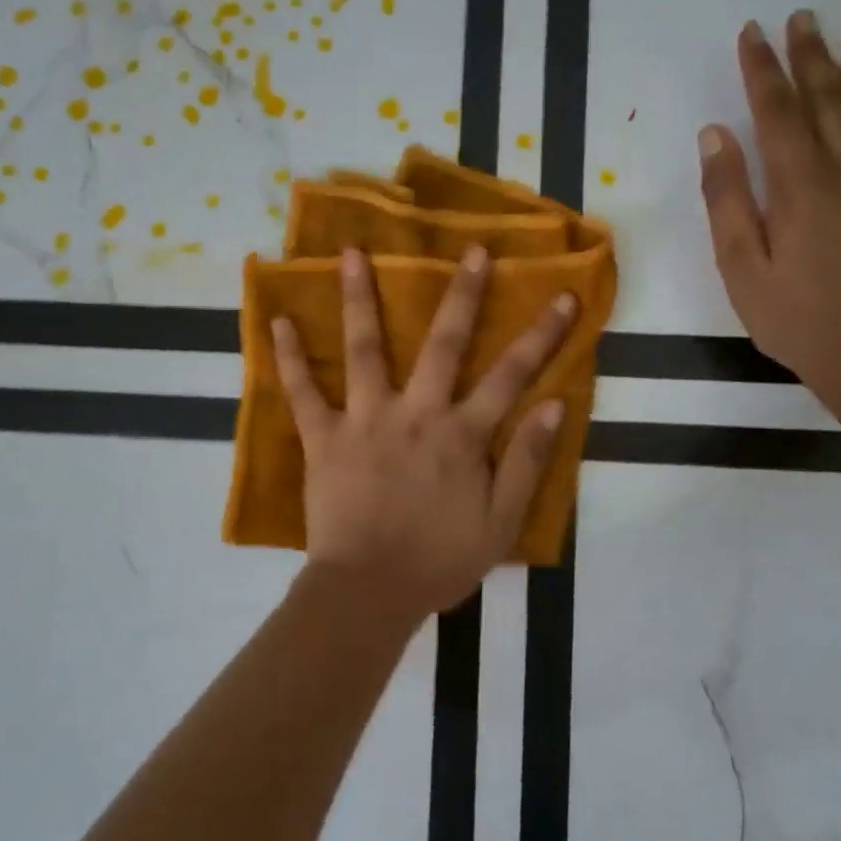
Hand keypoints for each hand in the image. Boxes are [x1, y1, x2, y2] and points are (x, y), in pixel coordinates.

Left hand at [272, 246, 574, 619]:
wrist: (370, 591)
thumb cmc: (439, 561)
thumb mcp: (501, 522)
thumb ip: (527, 462)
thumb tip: (555, 405)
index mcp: (462, 434)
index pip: (512, 375)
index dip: (542, 336)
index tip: (563, 297)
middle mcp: (416, 412)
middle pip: (443, 343)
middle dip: (462, 294)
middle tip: (470, 249)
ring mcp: (365, 420)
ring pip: (365, 349)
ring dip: (359, 298)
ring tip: (352, 252)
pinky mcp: (324, 438)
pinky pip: (303, 392)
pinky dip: (289, 357)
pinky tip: (277, 320)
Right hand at [697, 11, 840, 404]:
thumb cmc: (792, 316)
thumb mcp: (738, 264)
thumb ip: (726, 197)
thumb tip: (715, 135)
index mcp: (799, 186)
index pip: (777, 112)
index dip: (763, 70)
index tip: (753, 33)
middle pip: (829, 102)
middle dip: (812, 57)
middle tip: (805, 16)